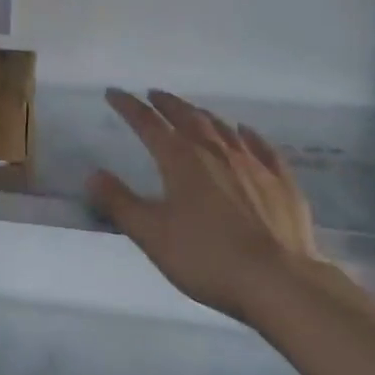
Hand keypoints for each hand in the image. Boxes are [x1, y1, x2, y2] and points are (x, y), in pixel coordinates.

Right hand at [89, 89, 324, 319]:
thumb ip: (120, 203)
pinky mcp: (282, 182)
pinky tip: (245, 132)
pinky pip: (262, 147)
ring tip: (192, 110)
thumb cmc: (207, 258)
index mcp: (181, 160)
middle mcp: (215, 151)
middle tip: (153, 94)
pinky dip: (248, 135)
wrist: (279, 281)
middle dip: (167, 104)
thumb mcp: (152, 235)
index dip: (128, 106)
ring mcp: (252, 164)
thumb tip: (93, 174)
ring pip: (222, 128)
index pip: (148, 124)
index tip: (114, 93)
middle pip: (187, 117)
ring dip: (202, 115)